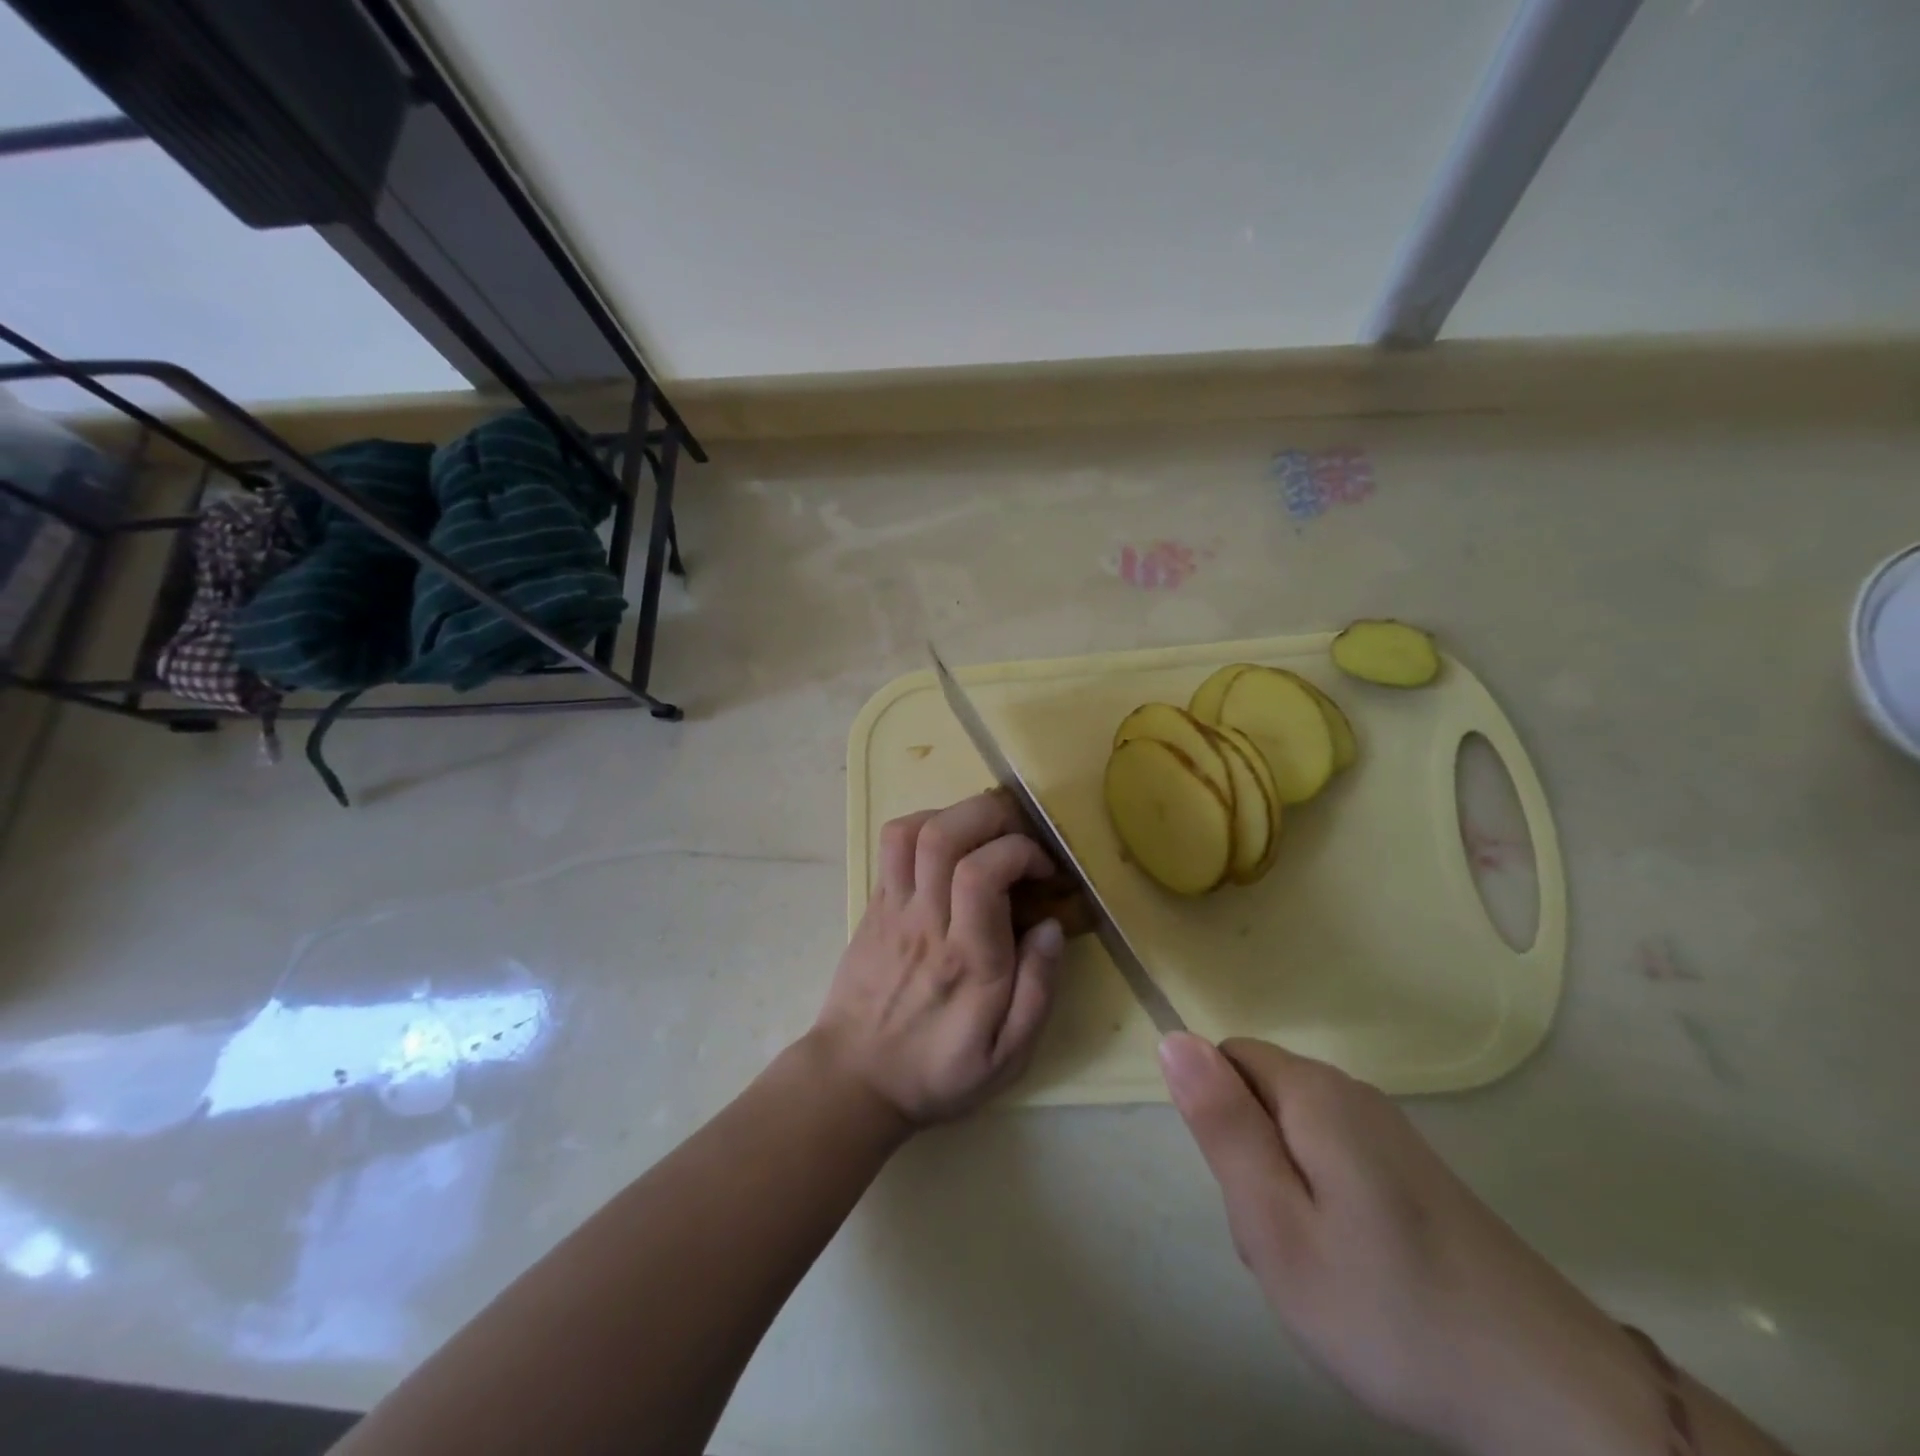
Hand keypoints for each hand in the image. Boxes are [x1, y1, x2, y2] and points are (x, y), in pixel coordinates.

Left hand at [811, 791, 1067, 1127]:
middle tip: (1020, 836)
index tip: (1044, 870)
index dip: (1020, 852)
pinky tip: (949, 848)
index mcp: (966, 960)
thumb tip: (1051, 925)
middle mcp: (925, 922)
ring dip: (956, 815)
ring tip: (986, 836)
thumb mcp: (1008, 1057)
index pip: (981, 874)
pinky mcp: (874, 904)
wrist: (855, 1079)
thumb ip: (1038, 991)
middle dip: (992, 816)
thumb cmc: (938, 1071)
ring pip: (912, 831)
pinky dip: (925, 825)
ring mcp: (892, 908)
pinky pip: (892, 844)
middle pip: (944, 835)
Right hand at [1159, 1034, 1665, 1455]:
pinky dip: (1325, 1207)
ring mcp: (1389, 1131)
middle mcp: (1351, 1092)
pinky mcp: (1414, 1170)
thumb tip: (1173, 1038)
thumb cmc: (1390, 1309)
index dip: (1218, 1122)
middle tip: (1283, 1246)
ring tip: (1320, 1269)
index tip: (1245, 1193)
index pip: (1226, 1060)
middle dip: (1250, 1162)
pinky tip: (1357, 1273)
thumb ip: (1221, 1125)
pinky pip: (1334, 1161)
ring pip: (1294, 1134)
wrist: (1553, 1396)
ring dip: (1285, 1191)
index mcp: (1313, 1093)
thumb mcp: (1276, 1225)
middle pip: (1260, 1097)